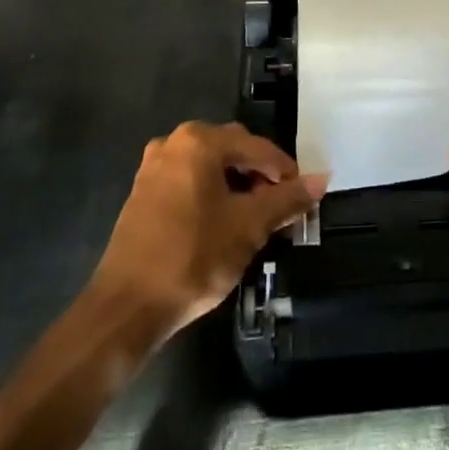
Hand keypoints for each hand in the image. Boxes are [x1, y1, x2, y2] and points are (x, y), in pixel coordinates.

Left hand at [90, 121, 327, 339]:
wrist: (126, 308)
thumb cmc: (192, 257)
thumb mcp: (249, 228)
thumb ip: (287, 199)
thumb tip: (322, 179)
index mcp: (200, 142)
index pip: (257, 147)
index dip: (285, 171)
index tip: (302, 198)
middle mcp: (174, 143)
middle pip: (233, 150)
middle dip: (260, 176)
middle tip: (279, 208)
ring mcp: (154, 167)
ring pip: (210, 166)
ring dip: (236, 185)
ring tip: (254, 219)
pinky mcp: (143, 193)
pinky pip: (189, 181)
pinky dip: (211, 194)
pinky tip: (222, 224)